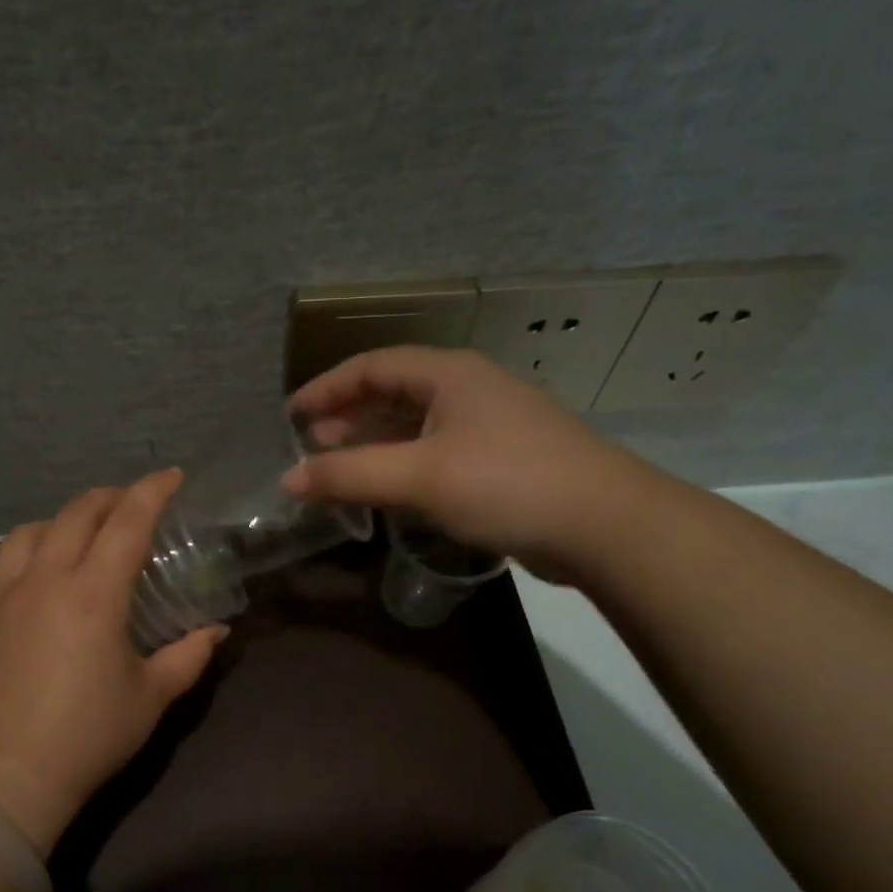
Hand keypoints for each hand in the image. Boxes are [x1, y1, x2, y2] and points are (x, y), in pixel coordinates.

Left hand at [0, 470, 225, 853]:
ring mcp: (1, 596)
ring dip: (61, 521)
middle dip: (109, 498)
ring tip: (79, 535)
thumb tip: (217, 630)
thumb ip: (189, 656)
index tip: (172, 477)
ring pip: (28, 532)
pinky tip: (31, 578)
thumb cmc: (86, 737)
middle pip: (76, 514)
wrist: (2, 779)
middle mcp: (44, 580)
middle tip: (132, 504)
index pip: (128, 522)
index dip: (152, 491)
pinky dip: (21, 559)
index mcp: (93, 593)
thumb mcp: (151, 697)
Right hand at [283, 347, 663, 577]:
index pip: (372, 366)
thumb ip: (349, 475)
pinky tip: (387, 490)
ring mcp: (488, 427)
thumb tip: (288, 480)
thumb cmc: (506, 484)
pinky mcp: (500, 463)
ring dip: (373, 444)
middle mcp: (468, 391)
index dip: (326, 388)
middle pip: (393, 393)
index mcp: (449, 374)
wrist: (604, 525)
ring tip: (338, 468)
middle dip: (347, 416)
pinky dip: (402, 466)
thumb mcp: (419, 477)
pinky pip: (435, 454)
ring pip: (415, 426)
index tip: (289, 415)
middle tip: (310, 445)